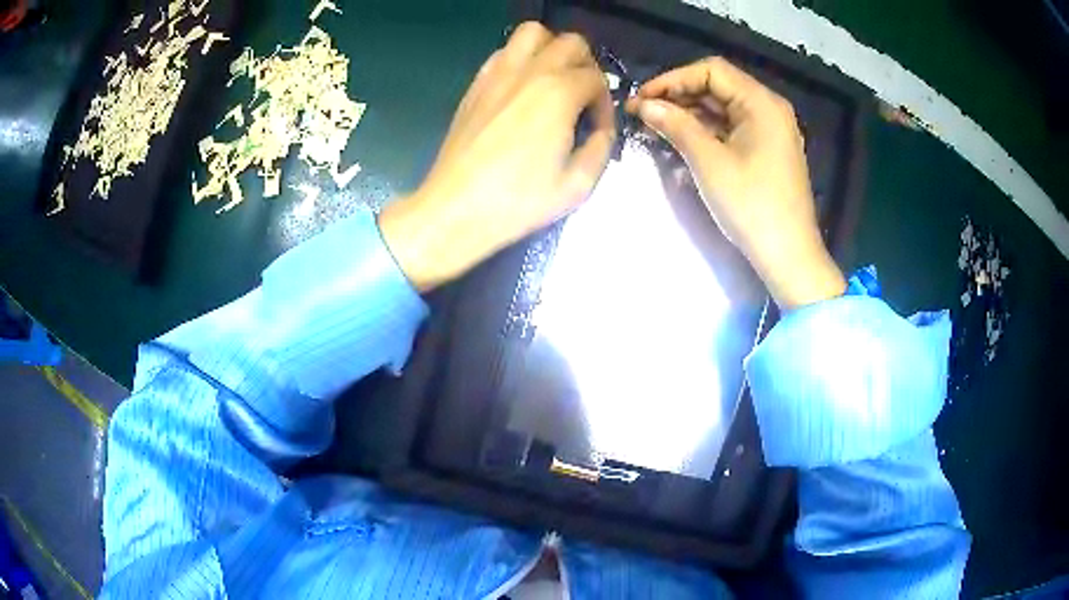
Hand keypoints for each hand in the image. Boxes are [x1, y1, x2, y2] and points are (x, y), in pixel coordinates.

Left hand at [379, 23, 614, 290]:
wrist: (457, 209)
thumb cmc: (519, 201)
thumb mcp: (577, 185)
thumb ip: (601, 148)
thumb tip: (603, 130)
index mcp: (559, 92)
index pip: (597, 79)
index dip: (605, 104)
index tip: (598, 130)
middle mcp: (530, 71)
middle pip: (571, 43)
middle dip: (586, 66)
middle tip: (582, 97)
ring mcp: (498, 73)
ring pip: (533, 33)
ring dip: (552, 48)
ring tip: (554, 79)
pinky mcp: (476, 84)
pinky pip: (503, 52)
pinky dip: (521, 58)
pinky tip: (522, 87)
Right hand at [626, 57, 844, 308]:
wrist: (788, 256)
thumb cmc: (752, 206)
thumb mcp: (709, 163)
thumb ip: (677, 126)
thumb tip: (644, 105)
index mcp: (761, 103)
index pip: (711, 71)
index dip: (673, 79)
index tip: (643, 98)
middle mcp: (768, 108)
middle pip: (717, 87)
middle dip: (678, 96)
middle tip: (642, 113)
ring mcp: (769, 130)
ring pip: (722, 108)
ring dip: (689, 114)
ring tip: (655, 127)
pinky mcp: (766, 149)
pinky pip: (731, 128)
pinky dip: (705, 131)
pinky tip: (680, 141)